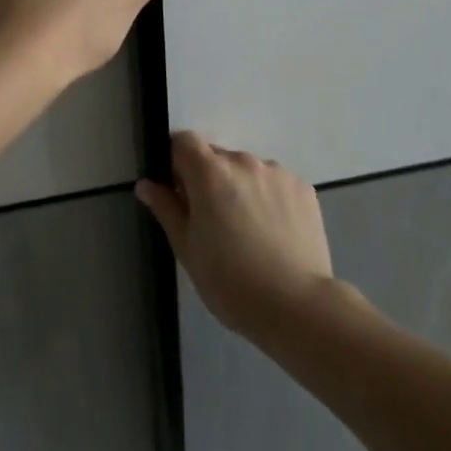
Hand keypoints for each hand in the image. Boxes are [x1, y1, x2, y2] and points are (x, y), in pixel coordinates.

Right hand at [137, 131, 335, 339]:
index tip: (182, 194)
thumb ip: (166, 209)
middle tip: (216, 222)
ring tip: (251, 232)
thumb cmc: (231, 282)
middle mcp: (243, 161)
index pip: (184, 142)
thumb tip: (146, 184)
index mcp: (209, 172)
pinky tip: (275, 234)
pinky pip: (276, 183)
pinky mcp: (303, 188)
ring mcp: (277, 172)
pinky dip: (270, 198)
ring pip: (248, 171)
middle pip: (217, 157)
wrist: (298, 308)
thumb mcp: (187, 249)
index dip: (178, 163)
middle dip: (210, 180)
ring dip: (241, 189)